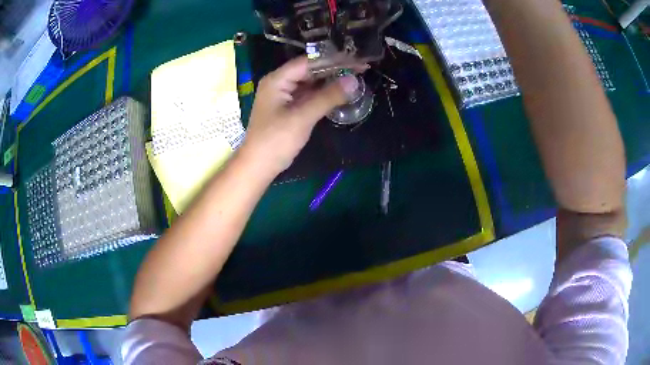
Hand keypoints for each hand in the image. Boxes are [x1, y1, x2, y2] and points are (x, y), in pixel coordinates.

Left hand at [240, 57, 357, 175]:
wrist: (258, 167)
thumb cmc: (276, 141)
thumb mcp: (303, 117)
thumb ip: (328, 97)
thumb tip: (354, 80)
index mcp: (277, 80)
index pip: (308, 62)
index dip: (333, 59)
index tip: (355, 60)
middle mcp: (279, 83)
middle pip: (309, 70)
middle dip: (333, 69)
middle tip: (359, 69)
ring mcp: (283, 96)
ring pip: (310, 83)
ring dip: (329, 81)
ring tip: (354, 78)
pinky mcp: (288, 108)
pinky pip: (308, 95)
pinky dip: (323, 94)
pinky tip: (339, 93)